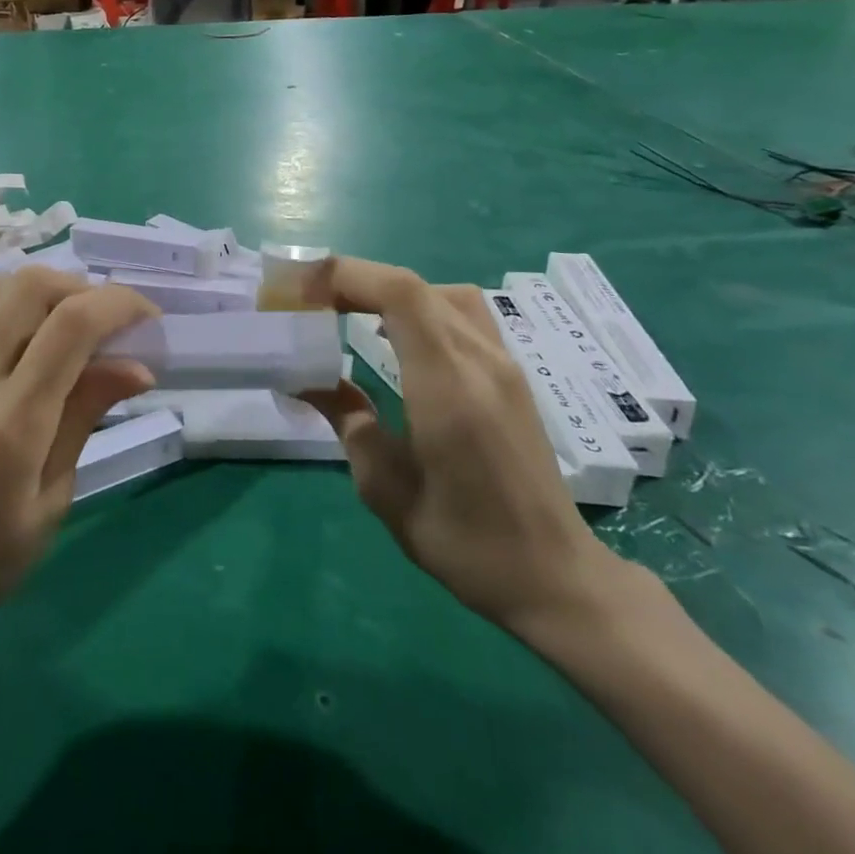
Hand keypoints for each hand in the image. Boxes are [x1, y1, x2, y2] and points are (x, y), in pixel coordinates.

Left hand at [0, 268, 158, 646]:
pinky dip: (7, 321)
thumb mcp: (51, 499)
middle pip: (30, 285)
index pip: (73, 324)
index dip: (119, 304)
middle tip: (105, 320)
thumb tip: (137, 365)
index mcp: (11, 423)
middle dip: (80, 287)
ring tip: (67, 328)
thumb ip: (86, 415)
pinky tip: (18, 356)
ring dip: (43, 295)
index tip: (147, 316)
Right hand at [301, 259, 620, 637]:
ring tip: (349, 314)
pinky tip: (395, 338)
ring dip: (388, 291)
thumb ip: (345, 417)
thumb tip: (305, 377)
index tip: (299, 291)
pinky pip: (461, 314)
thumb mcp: (384, 487)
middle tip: (309, 303)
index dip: (345, 276)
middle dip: (353, 281)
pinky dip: (418, 307)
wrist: (555, 577)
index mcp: (447, 385)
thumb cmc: (463, 542)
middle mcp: (480, 359)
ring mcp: (503, 363)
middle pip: (414, 285)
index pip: (398, 292)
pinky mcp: (511, 375)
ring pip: (440, 293)